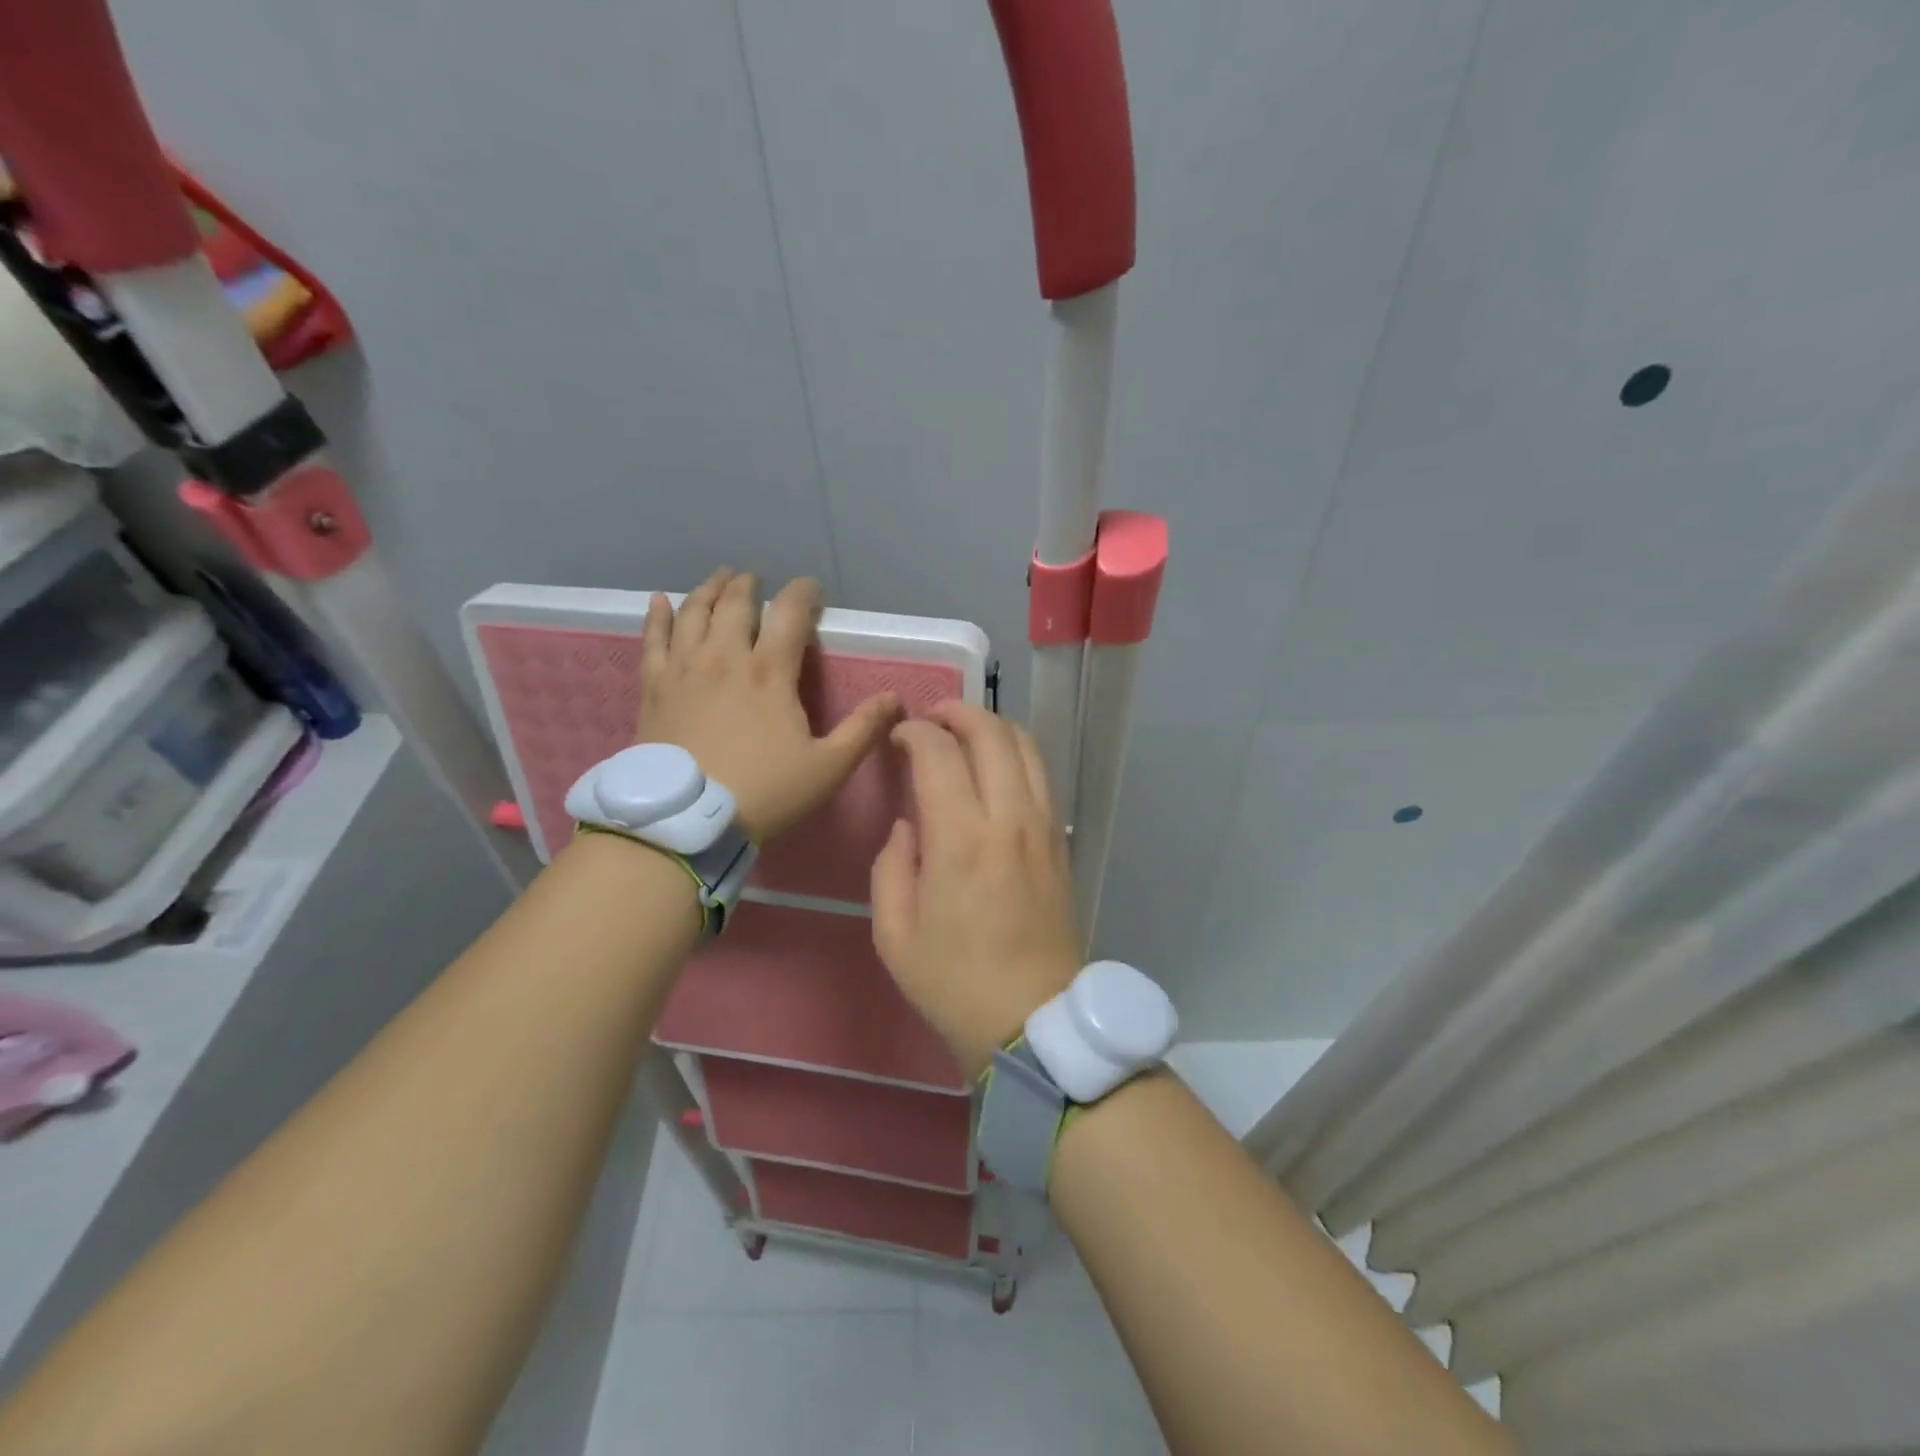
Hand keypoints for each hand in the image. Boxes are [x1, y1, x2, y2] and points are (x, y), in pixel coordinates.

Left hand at [637, 569, 899, 844]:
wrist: (687, 822)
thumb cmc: (764, 793)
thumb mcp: (828, 768)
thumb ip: (863, 729)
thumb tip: (894, 697)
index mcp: (770, 672)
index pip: (790, 613)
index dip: (804, 593)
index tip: (812, 588)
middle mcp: (725, 657)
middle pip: (737, 604)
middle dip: (750, 585)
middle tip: (756, 579)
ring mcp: (684, 668)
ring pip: (695, 613)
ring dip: (710, 591)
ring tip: (720, 578)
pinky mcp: (654, 687)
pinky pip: (653, 638)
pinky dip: (657, 615)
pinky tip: (660, 600)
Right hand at [871, 703, 1082, 1077]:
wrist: (1032, 1021)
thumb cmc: (954, 983)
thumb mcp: (894, 935)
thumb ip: (891, 868)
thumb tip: (907, 826)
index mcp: (961, 840)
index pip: (940, 754)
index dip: (915, 733)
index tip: (898, 738)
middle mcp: (1009, 820)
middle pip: (992, 734)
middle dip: (958, 713)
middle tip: (931, 718)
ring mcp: (1043, 828)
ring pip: (1026, 747)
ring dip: (993, 727)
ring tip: (965, 732)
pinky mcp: (1060, 842)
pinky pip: (1042, 777)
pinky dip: (1017, 754)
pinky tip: (996, 767)